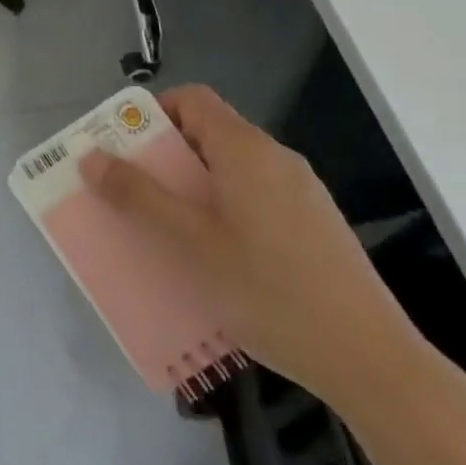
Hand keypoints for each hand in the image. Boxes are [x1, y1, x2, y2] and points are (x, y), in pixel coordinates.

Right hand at [79, 85, 423, 411]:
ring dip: (191, 189)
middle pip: (208, 134)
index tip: (124, 148)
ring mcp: (302, 194)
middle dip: (163, 158)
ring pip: (230, 171)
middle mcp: (276, 159)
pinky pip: (254, 199)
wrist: (374, 365)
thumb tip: (90, 156)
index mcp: (245, 149)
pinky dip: (223, 211)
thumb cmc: (270, 292)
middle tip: (132, 194)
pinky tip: (215, 260)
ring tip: (166, 230)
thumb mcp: (190, 244)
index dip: (152, 113)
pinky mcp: (316, 228)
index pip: (191, 99)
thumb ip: (138, 196)